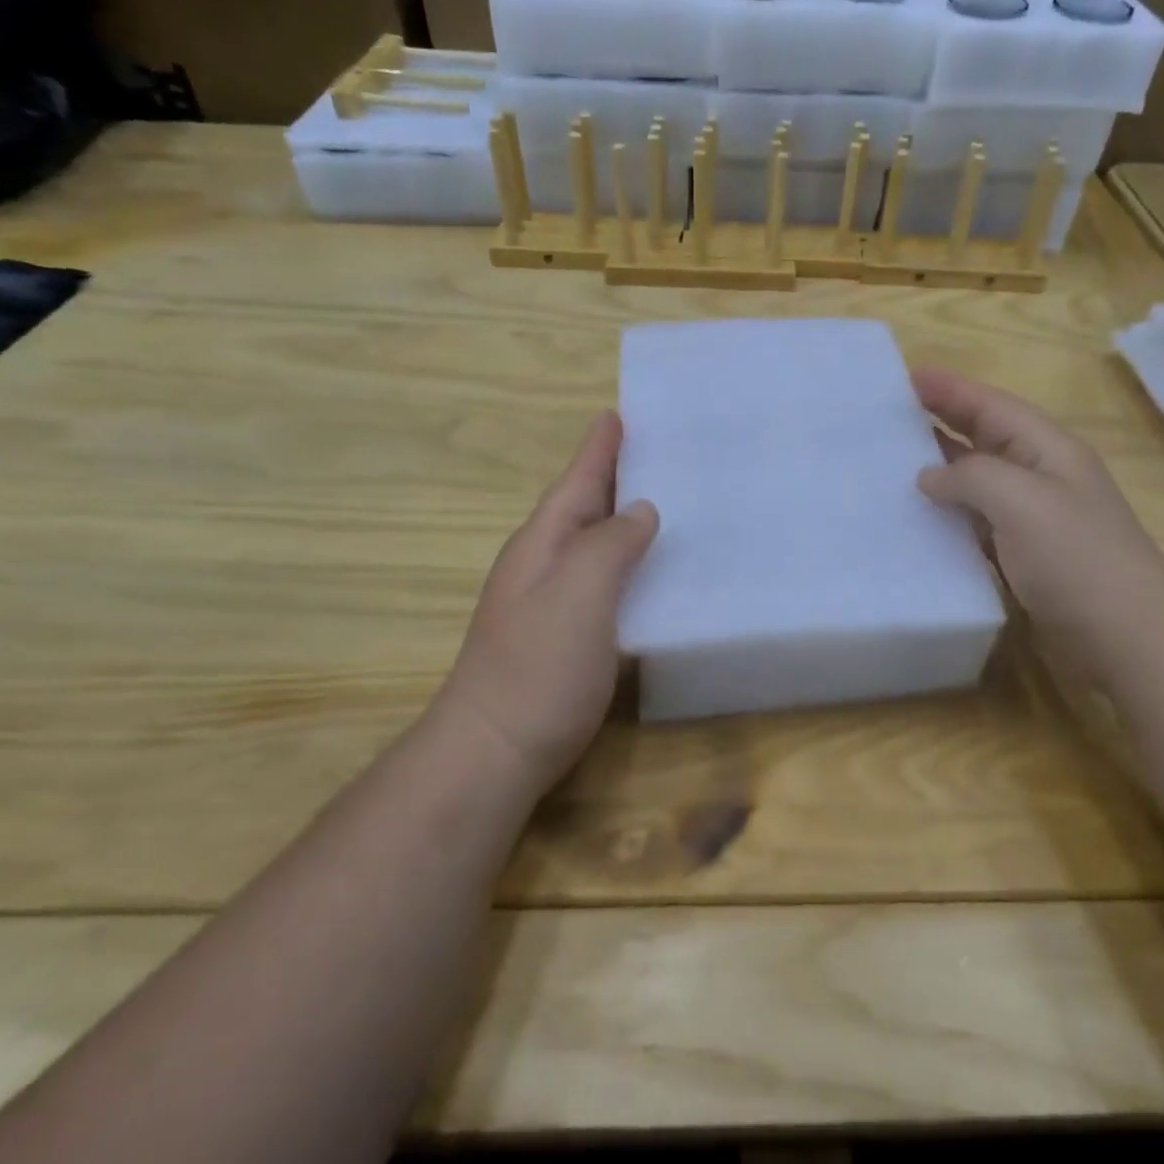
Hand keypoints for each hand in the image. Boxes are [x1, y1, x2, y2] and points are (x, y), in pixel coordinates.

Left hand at [441, 412, 657, 793]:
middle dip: (615, 476)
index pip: (577, 481)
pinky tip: (655, 573)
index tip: (617, 413)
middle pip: (584, 507)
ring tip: (667, 501)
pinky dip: (630, 565)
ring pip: (595, 543)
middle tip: (660, 452)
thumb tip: (641, 510)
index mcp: (543, 543)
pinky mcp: (568, 637)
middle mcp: (544, 564)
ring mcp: (552, 602)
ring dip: (624, 519)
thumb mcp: (579, 593)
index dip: (598, 448)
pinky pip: (605, 582)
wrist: (496, 750)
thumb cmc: (538, 666)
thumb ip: (611, 544)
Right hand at [913, 368, 1163, 688]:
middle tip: (889, 415)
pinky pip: (974, 523)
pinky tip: (917, 519)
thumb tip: (929, 478)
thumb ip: (970, 476)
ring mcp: (1032, 519)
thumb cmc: (1077, 558)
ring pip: (976, 481)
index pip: (991, 406)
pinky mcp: (1022, 557)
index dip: (950, 389)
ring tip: (891, 462)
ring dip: (938, 469)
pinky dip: (946, 515)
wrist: (1127, 636)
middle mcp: (1039, 477)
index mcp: (1047, 450)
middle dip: (940, 420)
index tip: (905, 376)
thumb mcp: (1022, 500)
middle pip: (983, 437)